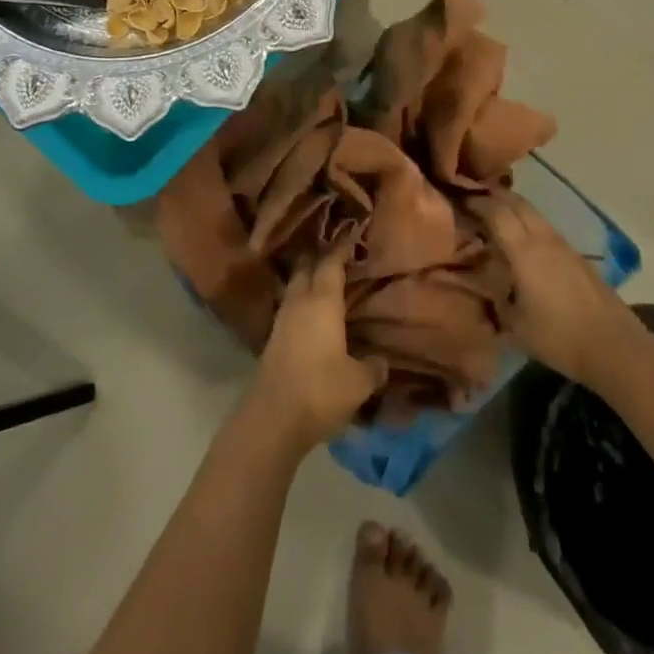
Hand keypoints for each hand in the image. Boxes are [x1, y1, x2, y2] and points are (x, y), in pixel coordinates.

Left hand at [246, 246, 386, 453]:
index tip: (350, 235)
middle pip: (306, 268)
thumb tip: (380, 361)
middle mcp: (299, 302)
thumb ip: (372, 368)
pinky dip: (301, 300)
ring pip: (295, 286)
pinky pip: (290, 306)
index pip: (330, 264)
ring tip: (325, 279)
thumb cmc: (320, 391)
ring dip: (308, 278)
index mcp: (322, 302)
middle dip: (319, 256)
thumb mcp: (358, 383)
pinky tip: (312, 312)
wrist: (273, 418)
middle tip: (336, 251)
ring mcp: (282, 319)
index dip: (340, 248)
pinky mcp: (273, 338)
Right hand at [477, 192, 637, 384]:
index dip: (476, 202)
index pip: (496, 211)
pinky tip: (526, 245)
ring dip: (514, 209)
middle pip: (517, 202)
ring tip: (498, 218)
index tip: (459, 200)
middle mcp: (544, 239)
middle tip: (474, 199)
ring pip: (535, 214)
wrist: (616, 348)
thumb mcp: (517, 326)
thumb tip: (490, 290)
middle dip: (494, 196)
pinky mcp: (580, 258)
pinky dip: (530, 226)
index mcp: (524, 251)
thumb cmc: (560, 337)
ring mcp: (565, 246)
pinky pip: (548, 230)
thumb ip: (499, 302)